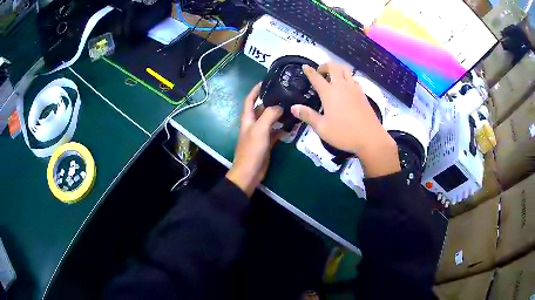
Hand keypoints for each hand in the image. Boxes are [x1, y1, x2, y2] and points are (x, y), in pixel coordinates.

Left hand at [226, 84, 282, 196]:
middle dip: (272, 101)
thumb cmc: (252, 149)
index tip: (265, 81)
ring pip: (271, 120)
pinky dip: (283, 128)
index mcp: (248, 119)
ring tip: (292, 107)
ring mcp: (260, 134)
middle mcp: (253, 124)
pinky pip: (276, 132)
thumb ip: (270, 115)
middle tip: (286, 94)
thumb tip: (280, 107)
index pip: (250, 100)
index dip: (256, 90)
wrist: (249, 172)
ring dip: (279, 115)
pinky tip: (292, 126)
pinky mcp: (267, 143)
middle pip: (262, 109)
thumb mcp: (260, 129)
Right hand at [291, 62, 399, 177]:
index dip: (309, 71)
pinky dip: (347, 77)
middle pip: (333, 67)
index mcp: (329, 93)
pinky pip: (353, 79)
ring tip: (333, 77)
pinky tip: (346, 86)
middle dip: (325, 65)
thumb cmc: (344, 133)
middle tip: (320, 72)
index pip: (316, 77)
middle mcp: (342, 86)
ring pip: (345, 70)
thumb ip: (308, 116)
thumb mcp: (322, 128)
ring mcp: (354, 88)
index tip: (305, 66)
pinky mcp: (362, 94)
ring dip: (337, 69)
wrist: (370, 138)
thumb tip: (293, 107)